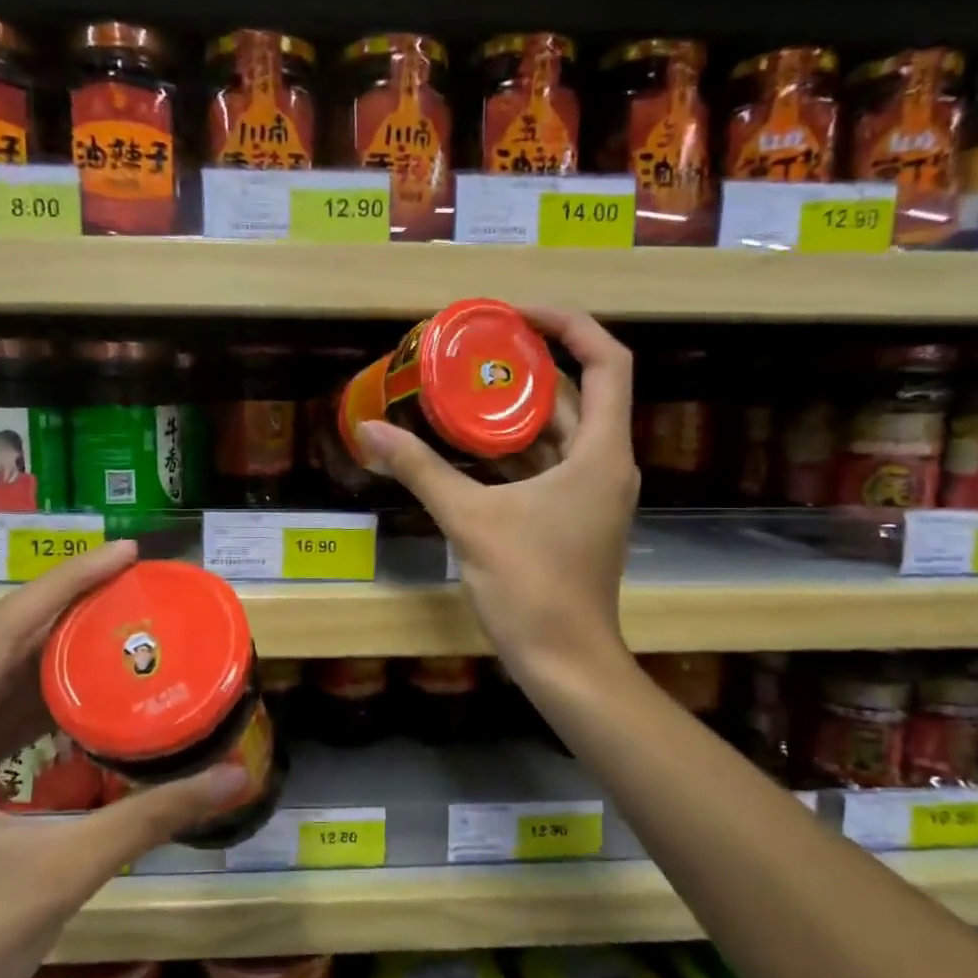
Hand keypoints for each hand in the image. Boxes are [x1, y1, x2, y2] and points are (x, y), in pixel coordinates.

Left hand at [0, 541, 248, 977]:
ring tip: (118, 621)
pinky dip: (41, 696)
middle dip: (66, 605)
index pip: (1, 631)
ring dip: (54, 648)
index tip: (126, 554)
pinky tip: (86, 693)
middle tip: (134, 581)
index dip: (66, 584)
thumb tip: (238, 777)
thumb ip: (153, 816)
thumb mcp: (63, 870)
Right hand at [355, 307, 637, 683]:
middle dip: (528, 365)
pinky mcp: (573, 518)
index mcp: (600, 451)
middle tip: (473, 349)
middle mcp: (606, 463)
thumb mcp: (470, 520)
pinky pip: (547, 465)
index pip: (607, 360)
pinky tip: (468, 446)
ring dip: (516, 409)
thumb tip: (370, 429)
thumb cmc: (530, 586)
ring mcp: (591, 494)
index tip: (514, 315)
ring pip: (559, 432)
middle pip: (578, 392)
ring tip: (463, 387)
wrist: (565, 661)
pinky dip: (513, 450)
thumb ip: (420, 470)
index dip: (567, 324)